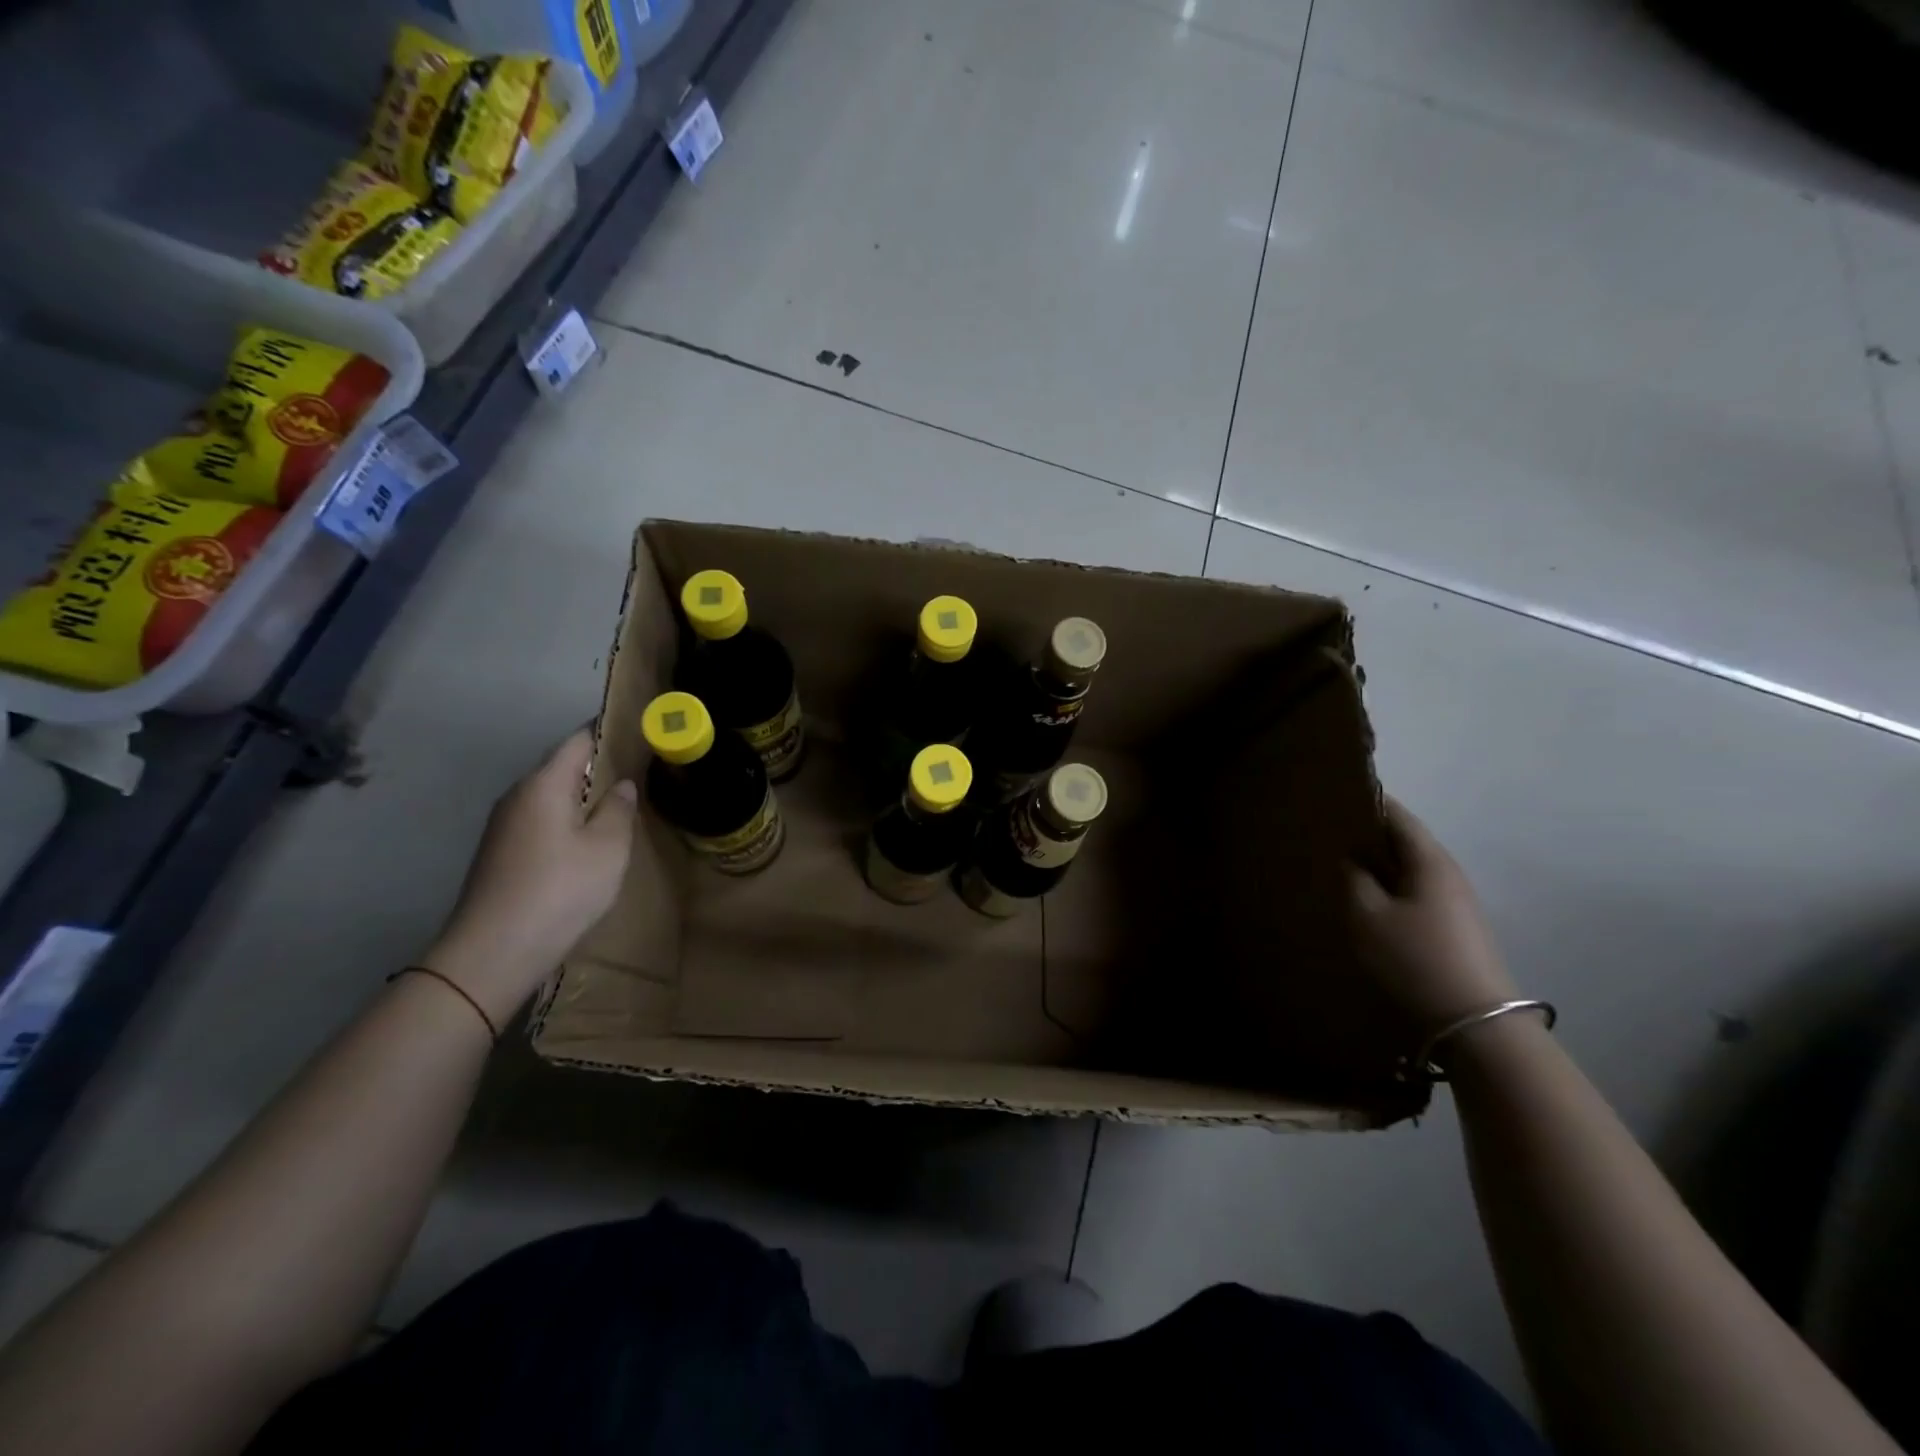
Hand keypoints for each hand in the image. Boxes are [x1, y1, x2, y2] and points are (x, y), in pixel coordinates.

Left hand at [421, 730, 635, 1026]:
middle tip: (639, 775)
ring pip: (550, 796)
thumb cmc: (560, 890)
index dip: (608, 733)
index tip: (639, 735)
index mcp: (544, 784)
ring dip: (582, 798)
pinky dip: (566, 821)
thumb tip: (621, 785)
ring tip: (619, 809)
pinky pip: (540, 820)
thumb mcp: (608, 848)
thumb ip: (619, 809)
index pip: (578, 741)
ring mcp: (503, 825)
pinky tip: (586, 843)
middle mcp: (517, 795)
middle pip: (561, 767)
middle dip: (598, 767)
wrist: (492, 952)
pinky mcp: (500, 852)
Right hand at [1349, 795, 1516, 1030]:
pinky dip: (1387, 886)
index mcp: (1429, 859)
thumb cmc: (1415, 958)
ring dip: (1375, 863)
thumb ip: (1353, 878)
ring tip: (1336, 864)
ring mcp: (1454, 901)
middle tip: (1324, 833)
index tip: (1330, 797)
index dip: (1364, 801)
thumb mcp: (1367, 915)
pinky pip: (1413, 892)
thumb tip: (1348, 857)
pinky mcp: (1452, 926)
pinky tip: (1363, 899)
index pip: (1396, 814)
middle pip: (1403, 840)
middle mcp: (1447, 872)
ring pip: (1407, 868)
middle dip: (1366, 833)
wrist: (1474, 1022)